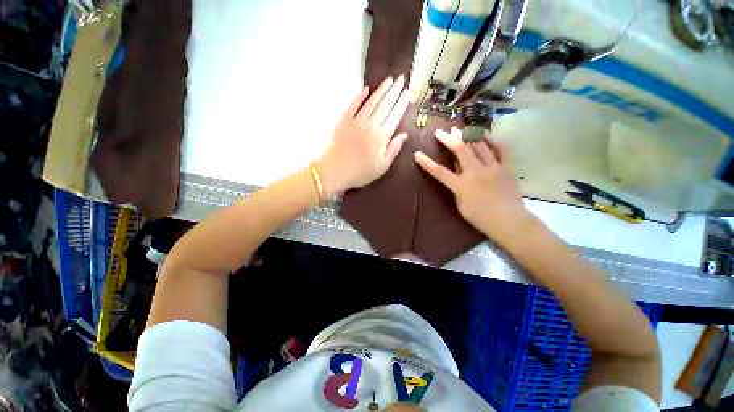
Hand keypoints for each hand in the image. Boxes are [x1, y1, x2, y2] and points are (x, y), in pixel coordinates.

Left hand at [317, 75, 409, 195]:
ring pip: (371, 103)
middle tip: (402, 78)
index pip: (394, 116)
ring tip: (389, 80)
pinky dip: (359, 97)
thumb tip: (405, 134)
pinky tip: (366, 89)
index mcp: (381, 138)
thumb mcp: (382, 166)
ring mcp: (356, 122)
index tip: (408, 92)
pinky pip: (353, 106)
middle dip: (394, 91)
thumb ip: (394, 149)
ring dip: (381, 90)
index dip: (402, 103)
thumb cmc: (361, 173)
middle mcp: (370, 126)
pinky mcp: (344, 121)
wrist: (335, 172)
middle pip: (384, 105)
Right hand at [414, 127, 532, 242]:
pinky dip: (492, 140)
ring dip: (467, 135)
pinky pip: (500, 149)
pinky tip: (485, 135)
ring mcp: (493, 167)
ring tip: (460, 128)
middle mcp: (476, 172)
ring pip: (480, 145)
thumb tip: (456, 169)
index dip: (427, 163)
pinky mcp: (507, 167)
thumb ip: (457, 186)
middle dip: (448, 139)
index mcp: (462, 185)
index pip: (439, 172)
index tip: (417, 154)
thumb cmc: (480, 217)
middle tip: (440, 131)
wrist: (509, 221)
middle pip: (461, 150)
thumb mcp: (461, 204)